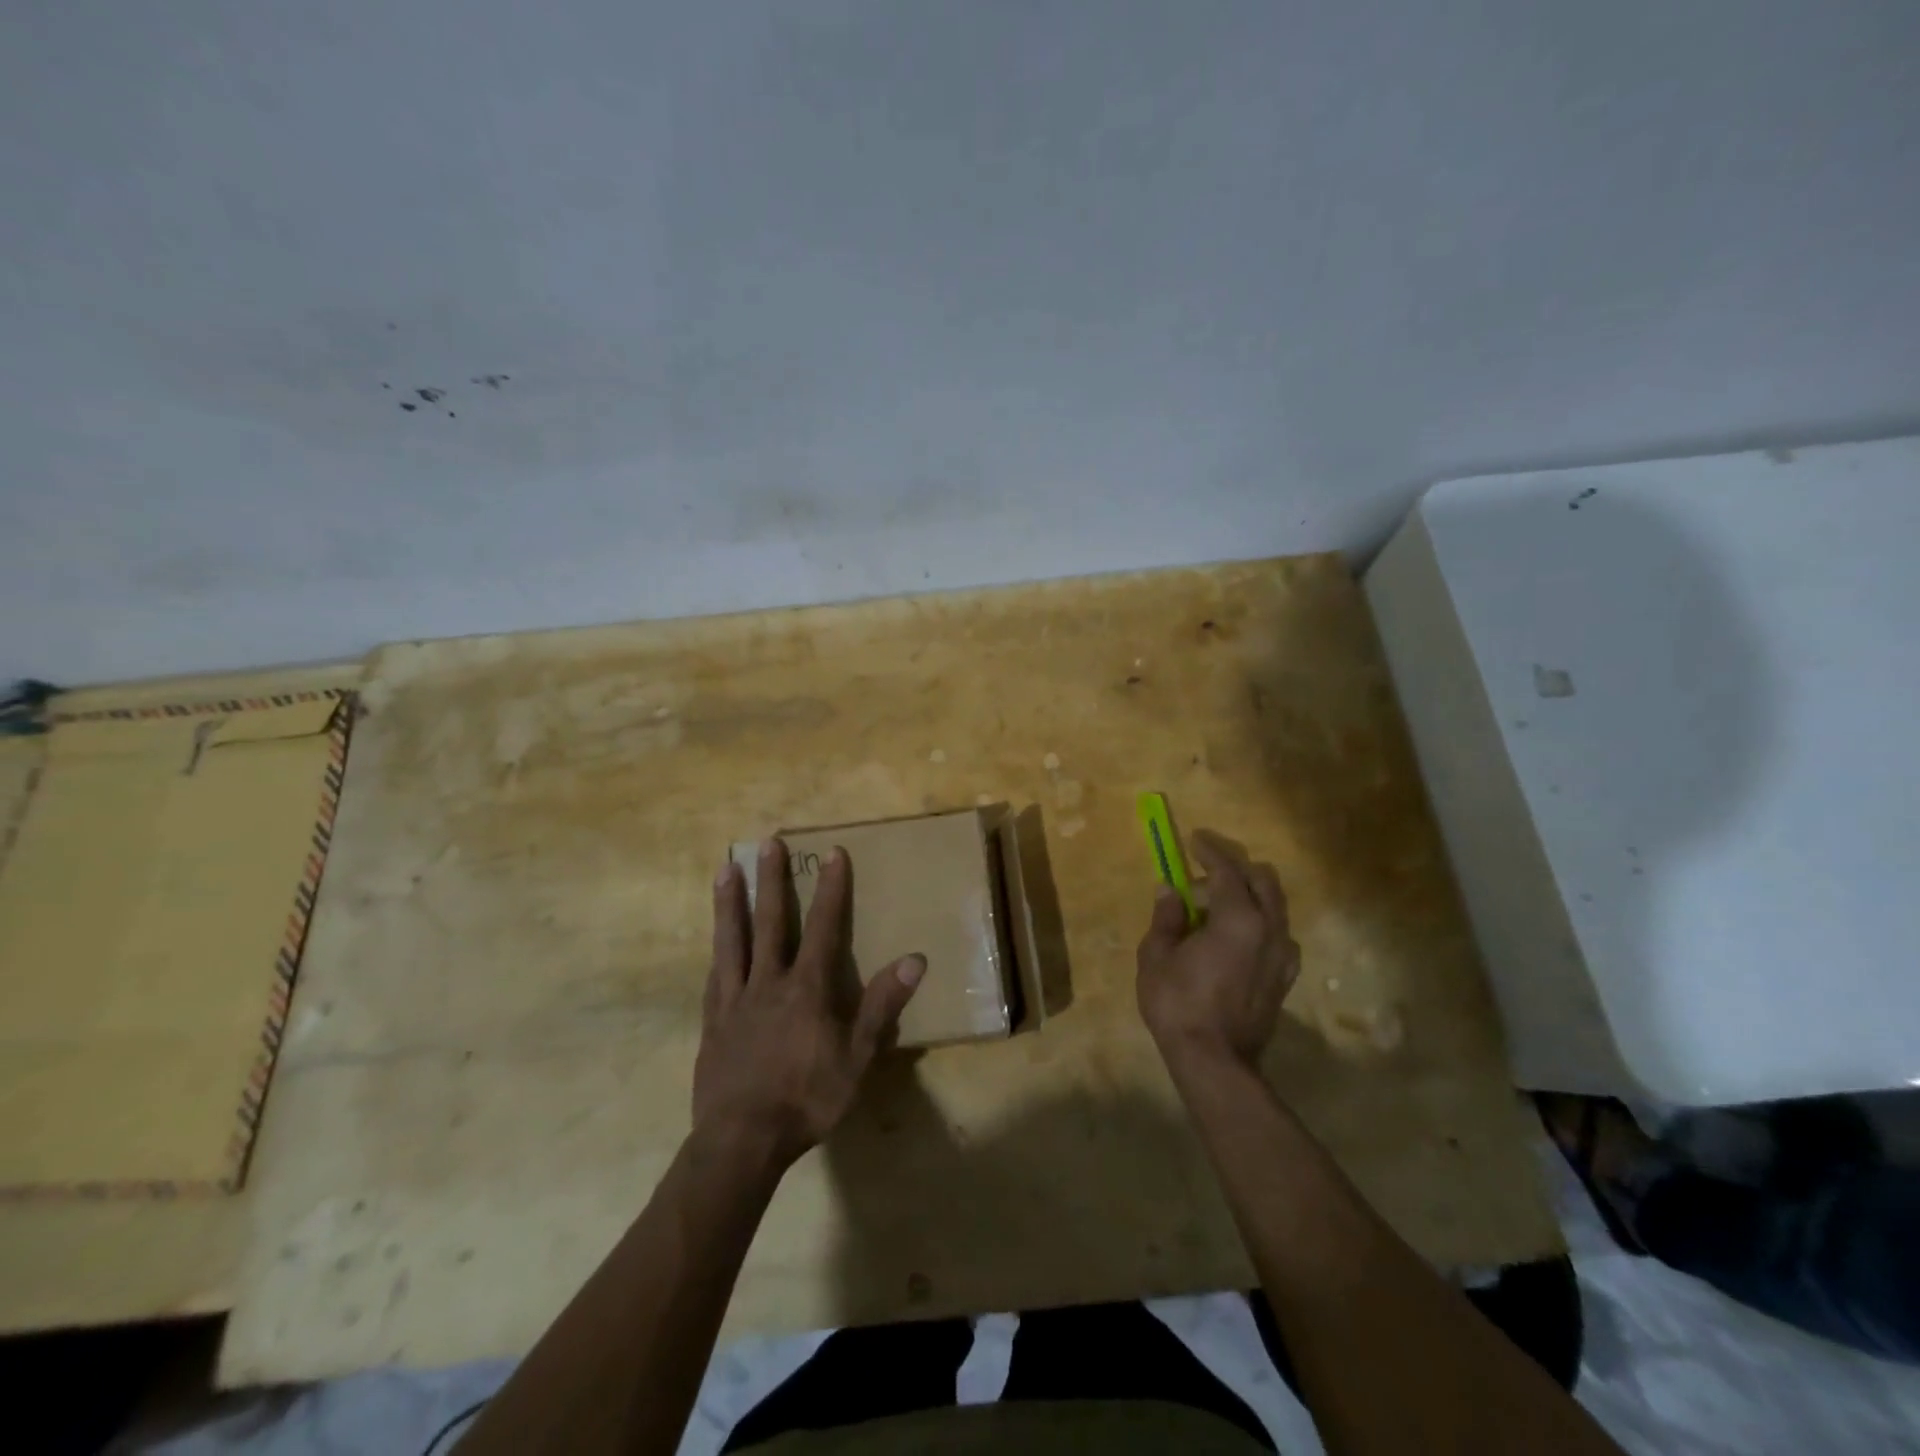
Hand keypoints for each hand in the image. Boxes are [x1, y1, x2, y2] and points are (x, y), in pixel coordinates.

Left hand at [694, 839, 924, 1170]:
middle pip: (771, 921)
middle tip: (768, 842)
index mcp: (807, 988)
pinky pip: (715, 974)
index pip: (824, 927)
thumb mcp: (857, 1058)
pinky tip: (714, 940)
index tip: (833, 852)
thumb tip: (914, 959)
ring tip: (726, 868)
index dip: (831, 888)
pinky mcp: (712, 1020)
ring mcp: (735, 999)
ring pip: (733, 939)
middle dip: (773, 879)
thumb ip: (882, 1006)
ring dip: (732, 901)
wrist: (742, 1141)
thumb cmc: (808, 1099)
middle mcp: (769, 982)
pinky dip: (718, 949)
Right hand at [1137, 831, 1301, 1070]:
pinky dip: (1258, 922)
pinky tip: (1235, 936)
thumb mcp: (1157, 955)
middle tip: (1203, 875)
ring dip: (1248, 896)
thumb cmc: (1178, 1004)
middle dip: (1235, 869)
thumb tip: (1170, 890)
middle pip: (1263, 882)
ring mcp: (1283, 956)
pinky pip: (1277, 934)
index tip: (1195, 839)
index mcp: (1239, 920)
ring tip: (1216, 907)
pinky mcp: (1285, 978)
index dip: (1210, 851)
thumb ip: (1167, 917)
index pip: (1228, 871)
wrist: (1215, 1062)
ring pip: (1275, 907)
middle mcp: (1270, 931)